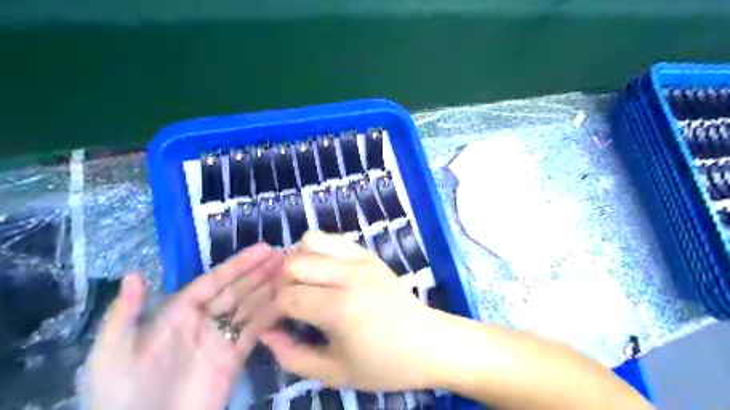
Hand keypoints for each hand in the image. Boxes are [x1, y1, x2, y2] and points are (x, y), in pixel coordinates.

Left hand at [82, 243, 280, 408]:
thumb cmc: (123, 393)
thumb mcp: (112, 354)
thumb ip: (125, 314)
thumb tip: (134, 274)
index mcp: (178, 313)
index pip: (214, 281)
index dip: (239, 264)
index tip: (263, 249)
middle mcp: (204, 320)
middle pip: (237, 289)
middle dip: (259, 271)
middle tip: (283, 255)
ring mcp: (221, 338)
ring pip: (250, 306)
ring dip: (269, 287)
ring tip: (289, 271)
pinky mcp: (235, 357)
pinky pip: (256, 330)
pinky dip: (270, 314)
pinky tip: (284, 299)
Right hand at [258, 232, 438, 391]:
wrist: (428, 342)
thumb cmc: (384, 364)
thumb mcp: (334, 372)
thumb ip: (292, 356)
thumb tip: (266, 332)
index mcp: (340, 308)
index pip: (287, 296)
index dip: (272, 311)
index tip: (277, 324)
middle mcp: (349, 275)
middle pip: (293, 262)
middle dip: (282, 284)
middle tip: (291, 304)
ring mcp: (361, 259)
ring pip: (310, 240)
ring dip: (300, 261)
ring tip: (307, 284)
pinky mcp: (369, 253)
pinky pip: (333, 238)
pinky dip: (320, 251)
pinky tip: (326, 273)